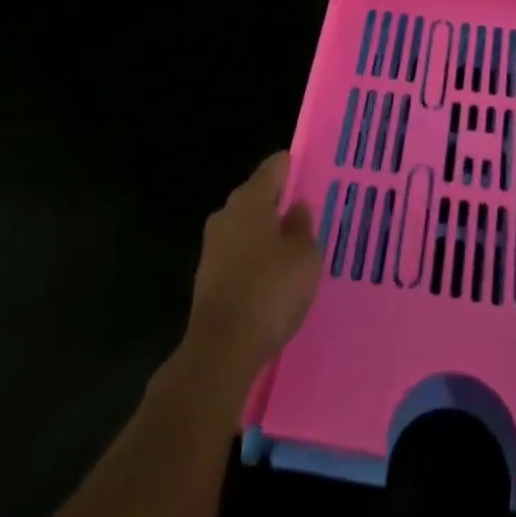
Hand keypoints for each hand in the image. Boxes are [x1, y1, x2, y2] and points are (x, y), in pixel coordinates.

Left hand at [183, 152, 322, 385]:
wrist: (221, 349)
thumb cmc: (270, 291)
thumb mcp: (305, 256)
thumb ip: (303, 226)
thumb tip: (296, 208)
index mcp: (251, 198)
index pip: (274, 166)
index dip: (292, 167)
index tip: (309, 174)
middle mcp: (227, 213)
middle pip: (257, 195)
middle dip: (278, 202)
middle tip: (305, 215)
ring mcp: (212, 245)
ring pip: (245, 226)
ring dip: (264, 233)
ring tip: (292, 248)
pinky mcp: (206, 276)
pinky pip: (236, 254)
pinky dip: (253, 258)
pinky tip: (270, 277)